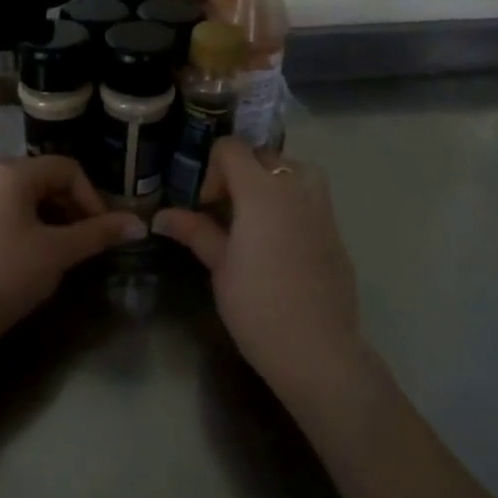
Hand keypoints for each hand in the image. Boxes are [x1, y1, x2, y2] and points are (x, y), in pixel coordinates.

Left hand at [0, 156, 144, 349]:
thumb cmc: (11, 275)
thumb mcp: (60, 252)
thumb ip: (99, 233)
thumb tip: (138, 224)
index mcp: (13, 173)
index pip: (66, 169)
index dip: (90, 196)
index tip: (99, 229)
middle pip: (37, 176)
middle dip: (64, 202)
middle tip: (79, 235)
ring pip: (6, 186)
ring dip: (33, 204)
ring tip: (46, 234)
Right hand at [153, 138, 363, 389]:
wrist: (317, 349)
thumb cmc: (257, 305)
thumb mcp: (219, 266)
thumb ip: (195, 231)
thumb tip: (161, 216)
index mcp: (262, 191)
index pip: (232, 149)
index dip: (211, 170)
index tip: (203, 206)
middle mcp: (297, 188)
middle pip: (263, 156)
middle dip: (238, 174)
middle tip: (222, 213)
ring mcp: (322, 208)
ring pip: (292, 171)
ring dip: (267, 183)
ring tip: (251, 220)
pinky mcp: (336, 230)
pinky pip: (309, 197)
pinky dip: (289, 202)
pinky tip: (276, 243)